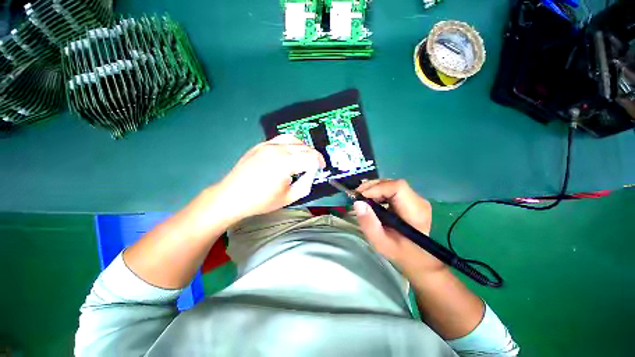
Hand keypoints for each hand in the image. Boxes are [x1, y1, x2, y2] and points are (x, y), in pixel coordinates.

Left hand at [215, 134, 325, 220]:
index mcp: (285, 164)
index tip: (321, 168)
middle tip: (315, 165)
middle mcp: (277, 150)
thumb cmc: (261, 201)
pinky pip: (280, 139)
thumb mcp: (288, 198)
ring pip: (293, 139)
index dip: (320, 162)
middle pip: (304, 147)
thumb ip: (305, 184)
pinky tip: (289, 153)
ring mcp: (267, 145)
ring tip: (304, 157)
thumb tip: (311, 173)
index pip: (311, 157)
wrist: (231, 197)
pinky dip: (290, 144)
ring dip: (303, 147)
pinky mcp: (260, 145)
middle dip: (313, 155)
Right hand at [353, 179, 444, 273]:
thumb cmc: (400, 252)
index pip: (398, 187)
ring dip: (375, 188)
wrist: (419, 257)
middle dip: (373, 186)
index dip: (378, 188)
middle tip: (357, 195)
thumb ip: (368, 224)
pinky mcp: (411, 199)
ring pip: (392, 184)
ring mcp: (416, 199)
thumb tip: (358, 203)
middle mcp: (419, 201)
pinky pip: (392, 189)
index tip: (361, 196)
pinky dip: (379, 191)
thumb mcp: (380, 243)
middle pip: (394, 183)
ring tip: (362, 197)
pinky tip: (371, 199)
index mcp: (415, 212)